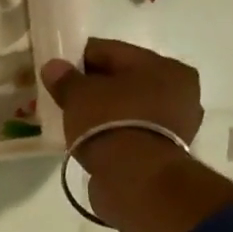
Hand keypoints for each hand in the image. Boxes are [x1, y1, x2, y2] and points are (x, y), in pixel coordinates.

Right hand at [41, 39, 232, 231]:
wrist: (135, 180)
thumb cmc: (110, 124)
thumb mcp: (79, 96)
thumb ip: (65, 79)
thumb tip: (53, 66)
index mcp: (164, 66)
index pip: (112, 51)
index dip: (78, 57)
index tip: (55, 68)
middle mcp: (179, 90)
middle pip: (124, 79)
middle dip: (93, 86)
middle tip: (62, 96)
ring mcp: (176, 123)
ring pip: (129, 107)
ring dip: (103, 111)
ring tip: (74, 119)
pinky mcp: (166, 151)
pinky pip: (132, 131)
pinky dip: (112, 131)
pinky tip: (90, 138)